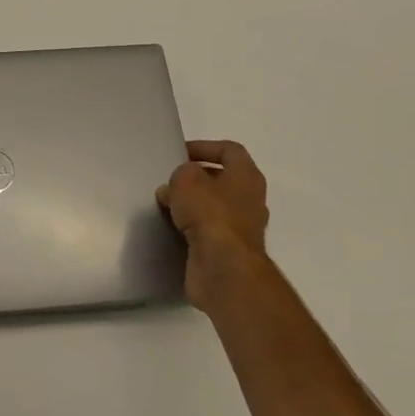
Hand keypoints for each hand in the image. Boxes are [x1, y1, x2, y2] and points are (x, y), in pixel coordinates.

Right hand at [156, 140, 272, 312]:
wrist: (223, 268)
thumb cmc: (210, 214)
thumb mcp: (187, 180)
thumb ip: (181, 175)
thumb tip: (175, 188)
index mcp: (247, 176)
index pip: (230, 150)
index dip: (205, 147)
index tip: (180, 153)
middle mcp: (249, 200)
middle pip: (221, 180)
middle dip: (194, 178)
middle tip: (169, 181)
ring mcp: (240, 228)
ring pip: (213, 207)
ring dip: (190, 204)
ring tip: (165, 204)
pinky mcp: (227, 251)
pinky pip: (206, 231)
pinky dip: (189, 227)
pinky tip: (169, 227)